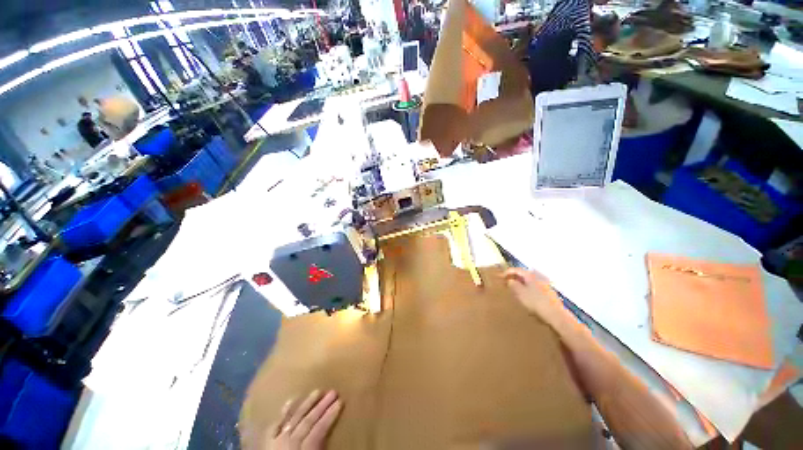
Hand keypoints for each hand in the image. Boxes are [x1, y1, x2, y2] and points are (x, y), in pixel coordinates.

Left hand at [266, 390, 341, 449]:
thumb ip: (320, 449)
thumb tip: (330, 437)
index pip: (319, 430)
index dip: (330, 415)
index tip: (341, 402)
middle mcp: (289, 442)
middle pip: (308, 421)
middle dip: (322, 406)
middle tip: (333, 392)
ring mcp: (276, 440)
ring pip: (294, 418)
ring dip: (306, 404)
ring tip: (318, 391)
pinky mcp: (267, 442)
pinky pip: (275, 424)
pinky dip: (284, 412)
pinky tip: (291, 400)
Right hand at [503, 268, 569, 330]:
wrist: (556, 316)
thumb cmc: (536, 302)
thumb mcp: (520, 293)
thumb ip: (513, 285)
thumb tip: (510, 280)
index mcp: (530, 275)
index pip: (516, 269)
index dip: (507, 272)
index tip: (500, 277)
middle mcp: (538, 277)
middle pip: (523, 274)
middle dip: (514, 278)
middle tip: (506, 283)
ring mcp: (545, 285)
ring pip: (529, 281)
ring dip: (521, 284)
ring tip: (515, 290)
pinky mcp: (549, 293)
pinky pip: (535, 287)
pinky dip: (528, 289)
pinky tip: (526, 296)